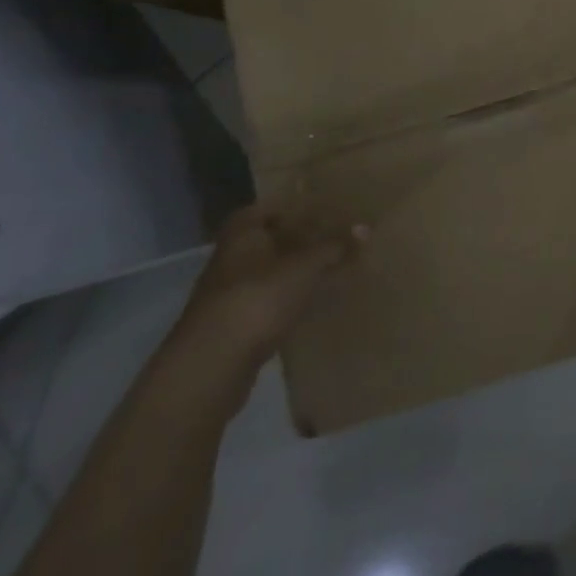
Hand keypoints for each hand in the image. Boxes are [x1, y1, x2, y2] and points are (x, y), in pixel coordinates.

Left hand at [169, 200, 365, 380]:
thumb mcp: (305, 267)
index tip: (321, 210)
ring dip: (294, 272)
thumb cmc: (258, 299)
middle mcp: (230, 259)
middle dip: (298, 240)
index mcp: (241, 235)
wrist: (211, 367)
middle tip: (334, 238)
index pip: (265, 209)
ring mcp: (229, 295)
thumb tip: (364, 228)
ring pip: (269, 273)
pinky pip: (268, 302)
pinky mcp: (234, 327)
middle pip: (268, 242)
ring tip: (331, 269)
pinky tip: (312, 304)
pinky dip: (289, 299)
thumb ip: (334, 246)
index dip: (291, 207)